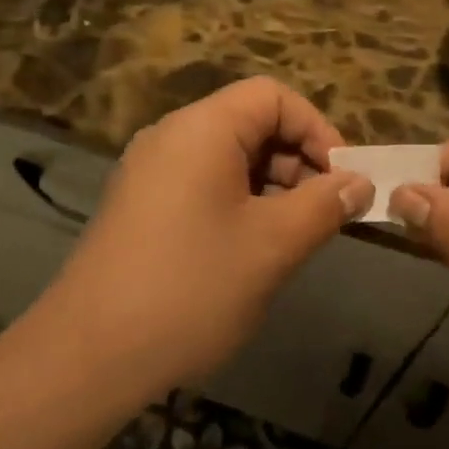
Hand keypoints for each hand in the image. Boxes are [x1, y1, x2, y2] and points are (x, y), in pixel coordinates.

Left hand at [43, 78, 372, 393]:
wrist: (90, 352)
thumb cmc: (192, 288)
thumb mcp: (272, 245)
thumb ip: (324, 205)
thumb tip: (358, 183)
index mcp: (201, 128)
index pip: (272, 95)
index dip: (316, 129)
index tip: (343, 180)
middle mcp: (170, 136)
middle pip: (249, 123)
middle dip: (296, 161)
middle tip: (323, 215)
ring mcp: (149, 170)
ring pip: (226, 157)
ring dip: (269, 187)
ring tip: (291, 238)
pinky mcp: (139, 204)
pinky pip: (200, 183)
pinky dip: (236, 203)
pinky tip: (248, 251)